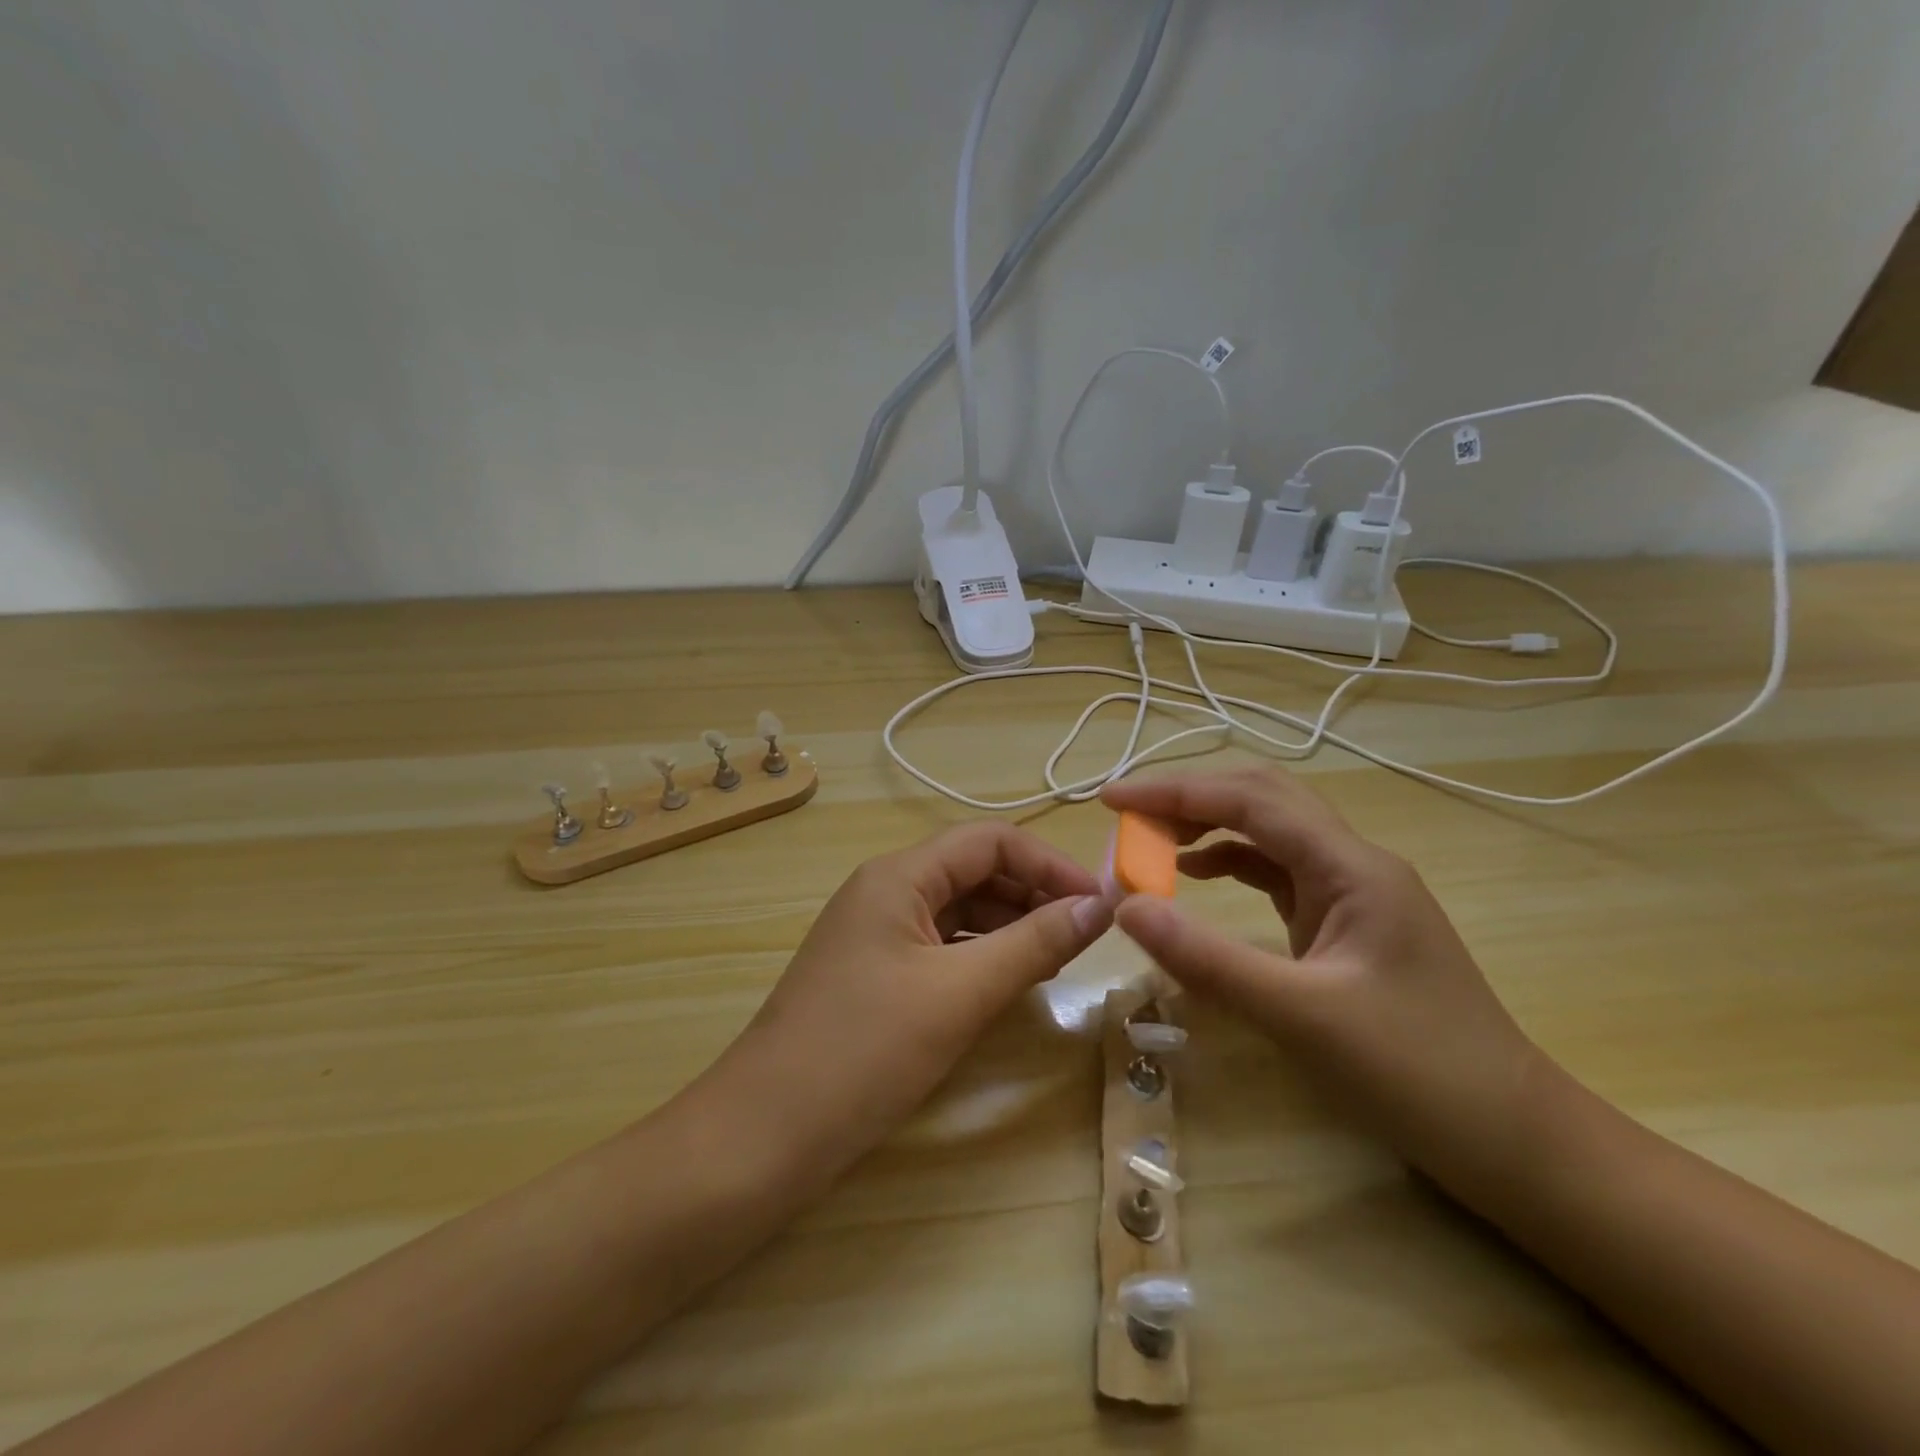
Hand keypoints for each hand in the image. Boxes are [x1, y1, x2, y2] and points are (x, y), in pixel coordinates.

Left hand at [705, 822, 1111, 1181]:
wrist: (765, 1135)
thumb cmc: (865, 1052)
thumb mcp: (960, 994)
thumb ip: (1033, 943)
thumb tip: (1099, 906)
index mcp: (898, 876)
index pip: (989, 841)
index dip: (1048, 863)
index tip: (1099, 903)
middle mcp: (885, 891)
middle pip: (973, 870)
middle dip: (1032, 894)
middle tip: (1086, 935)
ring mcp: (876, 933)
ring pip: (959, 910)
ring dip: (1010, 926)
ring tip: (1056, 959)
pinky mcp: (874, 973)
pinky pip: (940, 946)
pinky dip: (981, 956)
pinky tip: (1008, 983)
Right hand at [1102, 768, 1551, 1194]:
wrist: (1512, 1139)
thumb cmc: (1416, 1074)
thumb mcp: (1300, 1016)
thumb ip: (1208, 958)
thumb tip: (1126, 908)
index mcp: (1351, 867)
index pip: (1249, 800)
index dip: (1174, 792)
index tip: (1110, 800)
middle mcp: (1352, 862)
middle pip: (1261, 798)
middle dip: (1188, 798)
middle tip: (1126, 817)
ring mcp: (1351, 891)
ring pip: (1267, 831)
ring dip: (1206, 826)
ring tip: (1148, 843)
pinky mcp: (1343, 921)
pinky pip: (1275, 871)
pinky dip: (1227, 862)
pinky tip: (1195, 876)